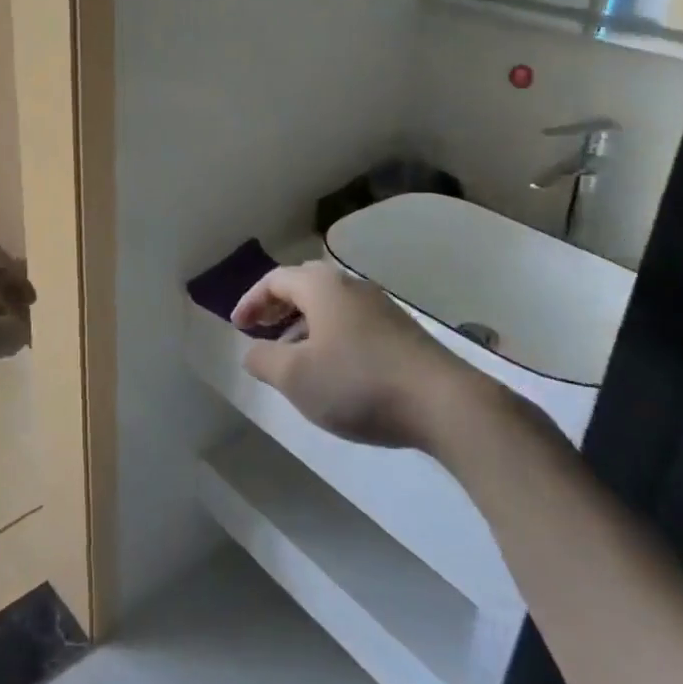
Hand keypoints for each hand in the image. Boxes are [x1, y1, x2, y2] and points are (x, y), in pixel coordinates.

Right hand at [233, 261, 486, 447]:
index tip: (237, 327)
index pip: (275, 280)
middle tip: (260, 331)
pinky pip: (352, 322)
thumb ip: (264, 360)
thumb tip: (252, 351)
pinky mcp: (403, 332)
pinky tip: (333, 368)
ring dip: (304, 323)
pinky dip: (330, 335)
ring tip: (292, 355)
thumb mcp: (296, 377)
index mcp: (322, 287)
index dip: (251, 301)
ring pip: (331, 305)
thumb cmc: (358, 383)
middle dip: (278, 307)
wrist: (444, 403)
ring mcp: (382, 307)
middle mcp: (352, 287)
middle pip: (304, 285)